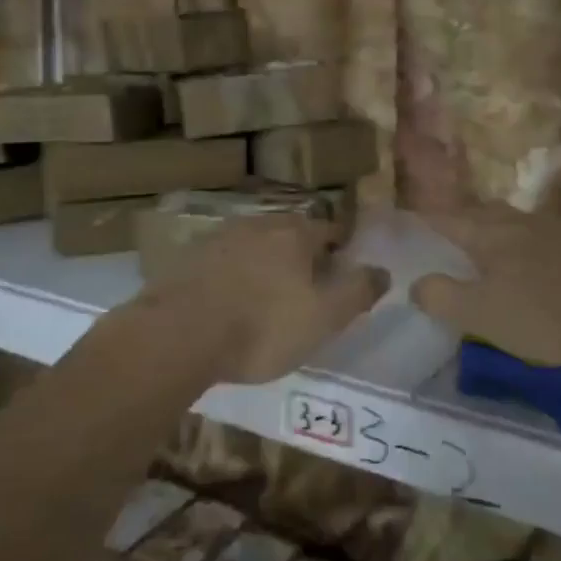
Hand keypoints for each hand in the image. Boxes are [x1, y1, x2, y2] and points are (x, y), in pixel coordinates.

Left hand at [138, 215, 389, 384]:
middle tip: (307, 286)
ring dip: (265, 262)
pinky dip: (232, 274)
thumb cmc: (261, 328)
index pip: (330, 230)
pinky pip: (222, 261)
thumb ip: (358, 291)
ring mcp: (219, 238)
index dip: (340, 249)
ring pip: (254, 244)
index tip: (342, 270)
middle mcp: (258, 225)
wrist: (177, 335)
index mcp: (295, 234)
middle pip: (290, 233)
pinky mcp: (187, 258)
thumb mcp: (324, 318)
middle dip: (301, 254)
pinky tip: (228, 299)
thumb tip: (383, 270)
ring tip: (267, 294)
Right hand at [411, 205, 560, 372]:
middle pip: (479, 213)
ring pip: (510, 223)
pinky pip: (536, 238)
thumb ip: (444, 297)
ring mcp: (554, 231)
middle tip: (441, 237)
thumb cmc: (548, 313)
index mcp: (489, 233)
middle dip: (457, 221)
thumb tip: (415, 283)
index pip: (444, 218)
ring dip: (490, 232)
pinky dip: (520, 247)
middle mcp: (518, 222)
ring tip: (481, 251)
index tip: (403, 223)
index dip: (421, 220)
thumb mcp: (484, 315)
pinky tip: (529, 267)